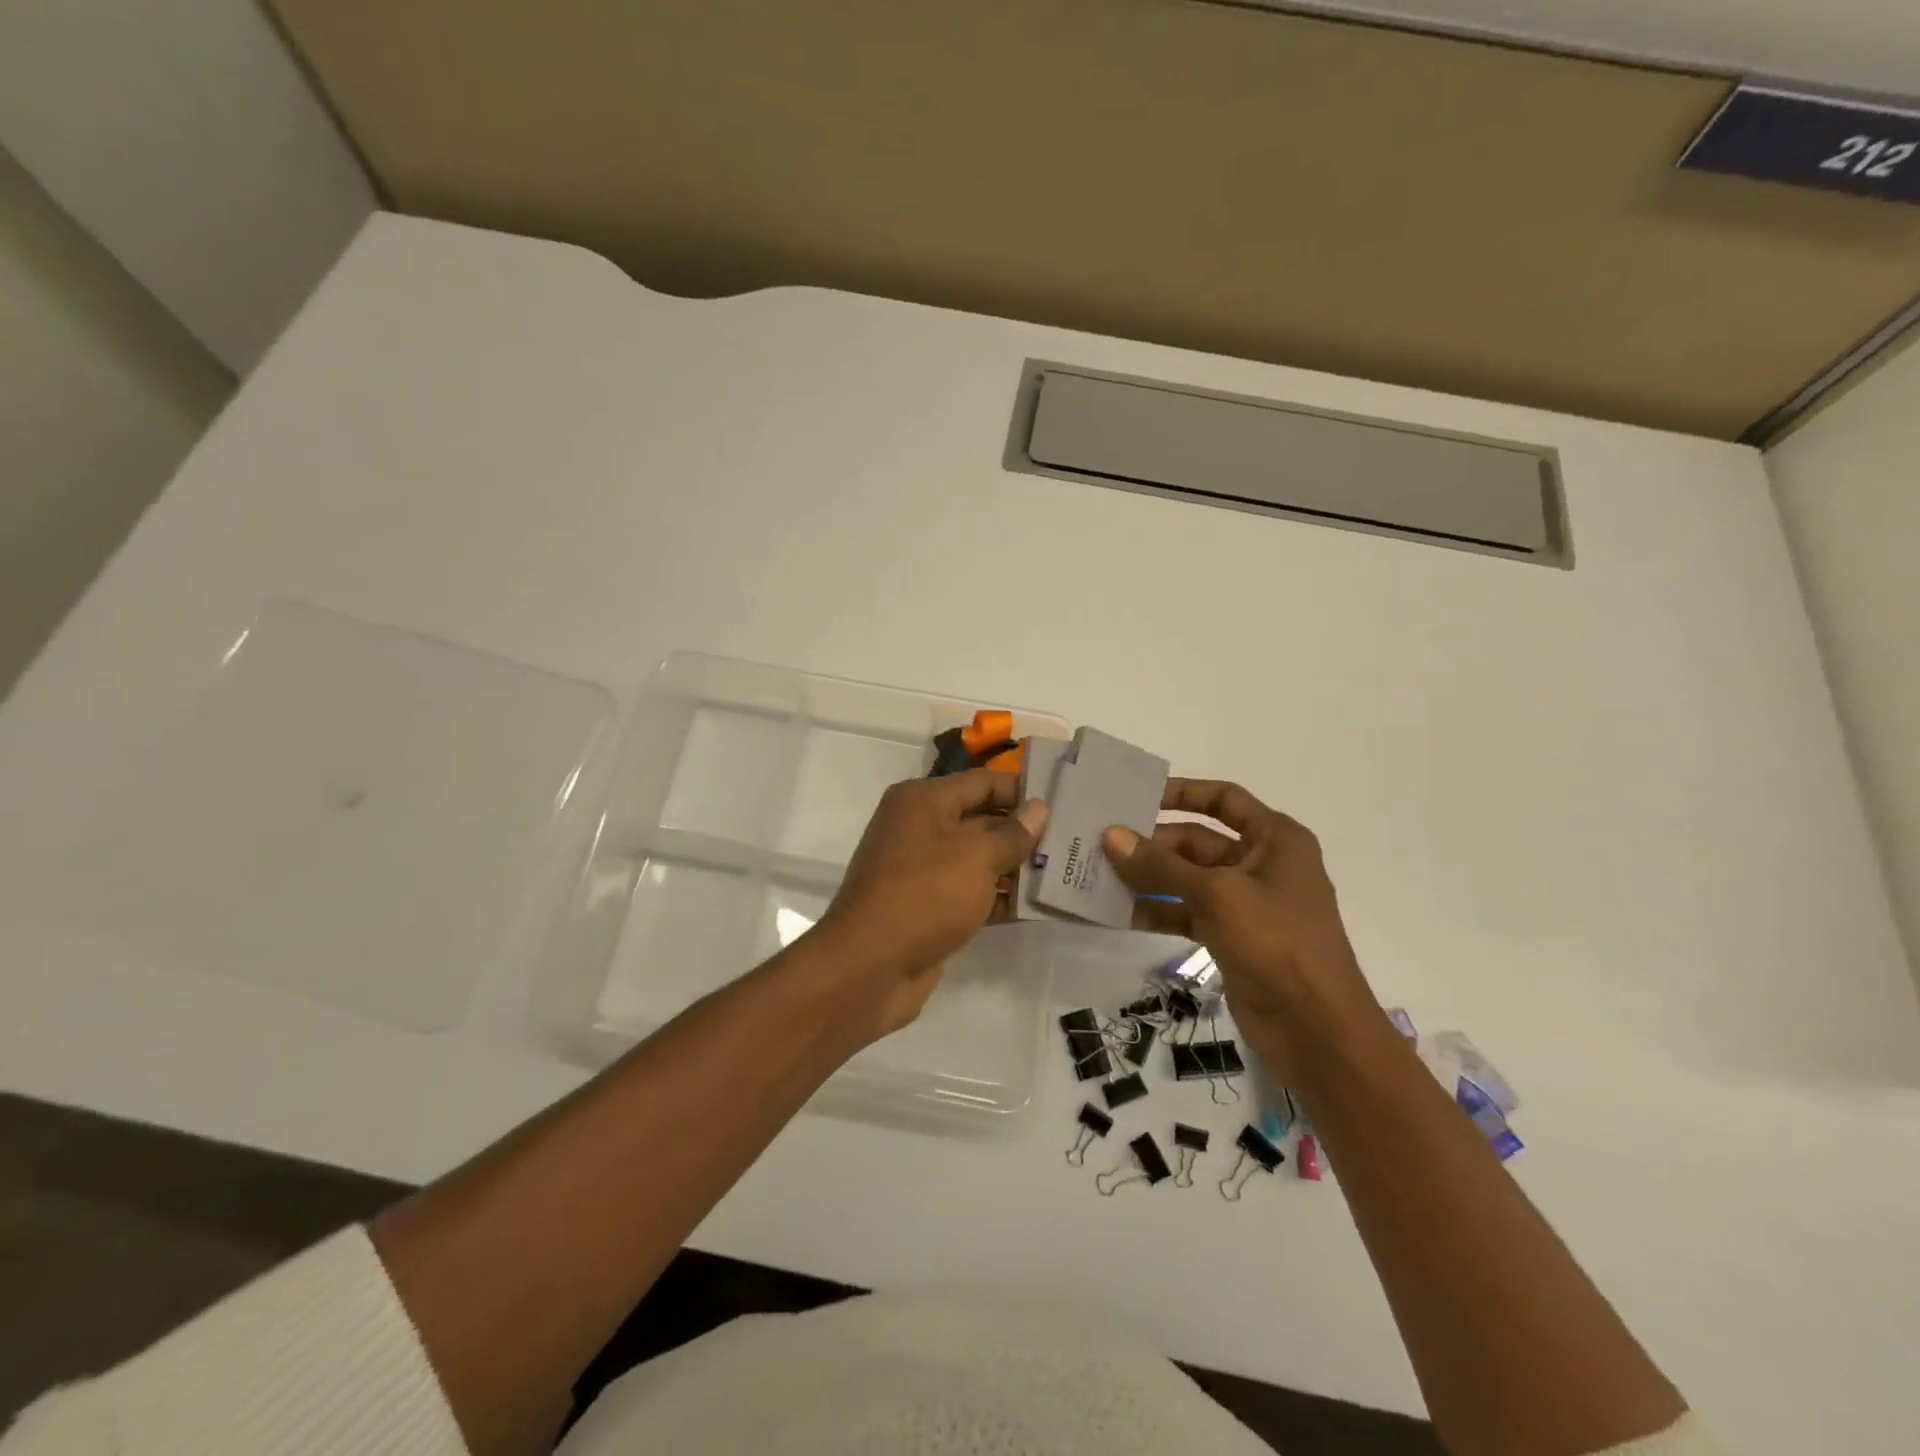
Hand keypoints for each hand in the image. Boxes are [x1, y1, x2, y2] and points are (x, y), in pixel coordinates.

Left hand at [812, 769, 1047, 1037]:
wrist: (869, 967)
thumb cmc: (925, 894)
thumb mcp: (976, 857)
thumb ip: (1012, 833)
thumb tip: (1038, 809)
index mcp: (923, 800)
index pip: (982, 782)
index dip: (1022, 790)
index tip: (1063, 802)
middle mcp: (918, 827)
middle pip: (980, 819)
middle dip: (1023, 831)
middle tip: (1071, 840)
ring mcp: (920, 869)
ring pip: (977, 859)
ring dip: (1015, 867)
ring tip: (1063, 872)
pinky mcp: (926, 906)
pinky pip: (969, 892)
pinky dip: (997, 897)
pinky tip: (1034, 907)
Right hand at [1102, 780, 1384, 1075]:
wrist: (1316, 1029)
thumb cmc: (1276, 942)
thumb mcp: (1216, 894)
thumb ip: (1160, 865)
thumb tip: (1111, 836)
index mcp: (1274, 839)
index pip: (1223, 799)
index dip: (1181, 793)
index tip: (1136, 796)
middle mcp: (1261, 863)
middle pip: (1197, 840)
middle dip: (1152, 843)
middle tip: (1101, 842)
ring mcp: (1245, 903)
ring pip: (1187, 879)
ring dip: (1148, 878)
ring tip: (1099, 874)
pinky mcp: (1230, 937)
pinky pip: (1186, 912)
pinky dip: (1156, 910)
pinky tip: (1118, 912)